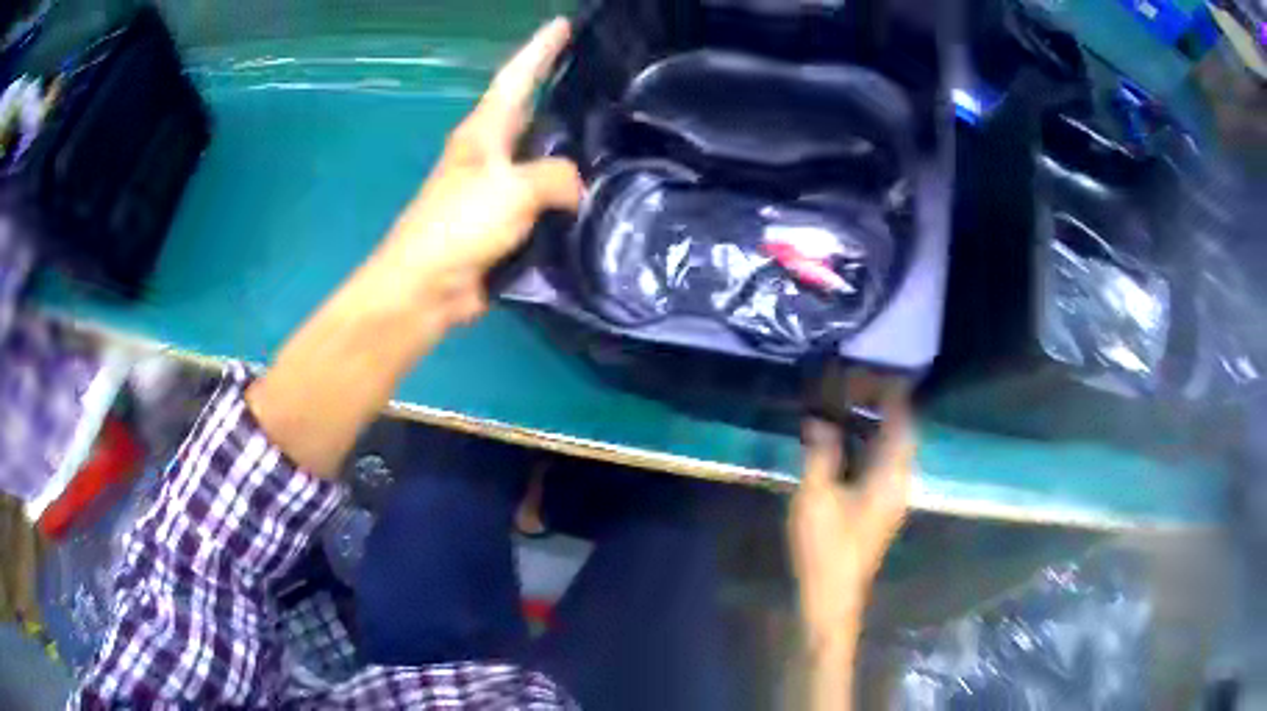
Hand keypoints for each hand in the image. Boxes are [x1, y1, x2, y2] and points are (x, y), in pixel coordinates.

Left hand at [246, 20, 580, 475]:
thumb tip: (576, 190)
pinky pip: (547, 199)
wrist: (424, 289)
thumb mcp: (510, 189)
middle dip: (564, 91)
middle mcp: (492, 152)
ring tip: (616, 134)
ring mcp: (499, 189)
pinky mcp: (507, 223)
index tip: (565, 23)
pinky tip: (599, 193)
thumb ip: (555, 178)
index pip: (517, 76)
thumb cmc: (456, 228)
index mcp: (485, 131)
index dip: (541, 48)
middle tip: (610, 79)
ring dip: (572, 147)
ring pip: (544, 157)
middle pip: (534, 111)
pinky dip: (570, 194)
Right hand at [790, 408, 914, 652]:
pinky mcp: (880, 506)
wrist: (832, 595)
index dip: (888, 393)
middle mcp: (898, 481)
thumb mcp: (816, 497)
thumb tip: (819, 419)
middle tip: (848, 388)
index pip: (902, 420)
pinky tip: (841, 443)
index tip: (863, 374)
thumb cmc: (826, 547)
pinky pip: (881, 462)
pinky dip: (866, 443)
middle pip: (900, 431)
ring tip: (841, 407)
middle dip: (879, 404)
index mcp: (890, 475)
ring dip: (872, 423)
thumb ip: (821, 453)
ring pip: (891, 447)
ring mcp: (891, 495)